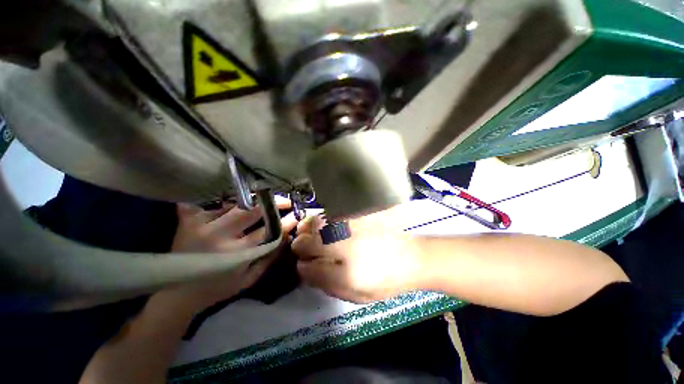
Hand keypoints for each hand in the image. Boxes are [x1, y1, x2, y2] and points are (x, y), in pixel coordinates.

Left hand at [159, 200, 297, 313]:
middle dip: (272, 203)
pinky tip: (230, 196)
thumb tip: (287, 237)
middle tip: (284, 200)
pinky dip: (219, 197)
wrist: (176, 295)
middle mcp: (219, 236)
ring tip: (262, 198)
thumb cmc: (218, 289)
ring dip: (251, 200)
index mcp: (236, 253)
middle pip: (251, 210)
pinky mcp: (188, 220)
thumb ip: (269, 258)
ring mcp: (201, 225)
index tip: (296, 215)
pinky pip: (207, 200)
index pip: (269, 231)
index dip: (285, 222)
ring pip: (233, 203)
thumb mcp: (249, 279)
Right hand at [292, 209, 424, 303]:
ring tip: (309, 234)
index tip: (303, 264)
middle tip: (302, 248)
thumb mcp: (355, 294)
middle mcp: (344, 244)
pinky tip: (325, 226)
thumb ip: (326, 282)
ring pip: (315, 223)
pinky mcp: (355, 215)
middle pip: (306, 240)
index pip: (307, 266)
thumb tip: (304, 268)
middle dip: (300, 245)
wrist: (411, 257)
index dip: (301, 265)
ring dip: (307, 230)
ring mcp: (349, 226)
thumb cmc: (385, 281)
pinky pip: (329, 215)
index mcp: (345, 271)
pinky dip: (320, 220)